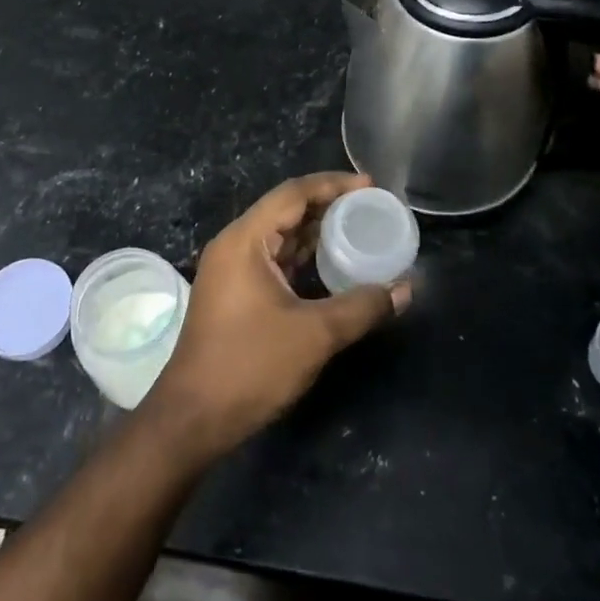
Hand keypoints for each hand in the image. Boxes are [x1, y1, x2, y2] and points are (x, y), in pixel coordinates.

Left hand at [142, 173, 409, 462]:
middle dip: (328, 207)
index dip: (333, 184)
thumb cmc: (251, 365)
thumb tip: (405, 289)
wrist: (195, 416)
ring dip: (316, 233)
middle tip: (371, 209)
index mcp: (245, 240)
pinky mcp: (235, 294)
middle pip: (285, 211)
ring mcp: (231, 271)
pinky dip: (303, 258)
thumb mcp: (315, 334)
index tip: (371, 185)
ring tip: (360, 231)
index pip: (292, 193)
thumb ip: (362, 306)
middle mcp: (234, 246)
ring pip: (280, 238)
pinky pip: (274, 261)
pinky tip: (332, 266)